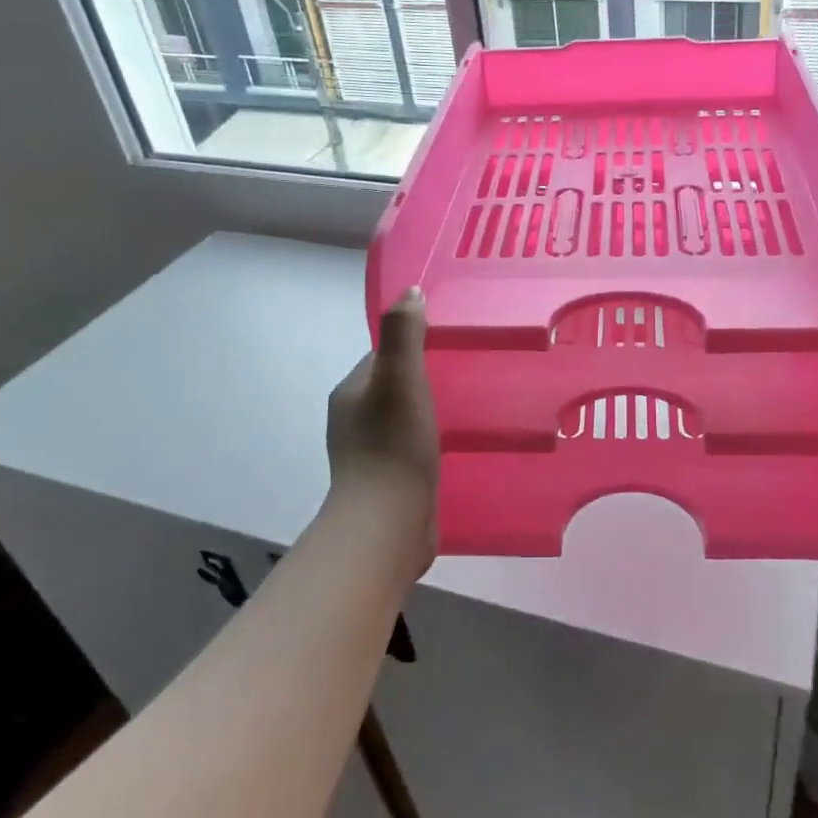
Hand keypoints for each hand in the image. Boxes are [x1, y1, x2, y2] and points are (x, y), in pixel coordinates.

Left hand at [325, 287, 438, 576]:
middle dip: (424, 380)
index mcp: (350, 393)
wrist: (386, 525)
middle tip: (467, 376)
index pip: (383, 356)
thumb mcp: (400, 378)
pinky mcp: (387, 483)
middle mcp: (353, 420)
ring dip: (428, 412)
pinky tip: (454, 447)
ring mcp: (368, 455)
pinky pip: (410, 450)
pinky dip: (429, 443)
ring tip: (468, 409)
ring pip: (403, 419)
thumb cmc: (393, 445)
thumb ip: (403, 334)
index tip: (448, 345)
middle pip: (393, 387)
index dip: (412, 346)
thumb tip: (410, 291)